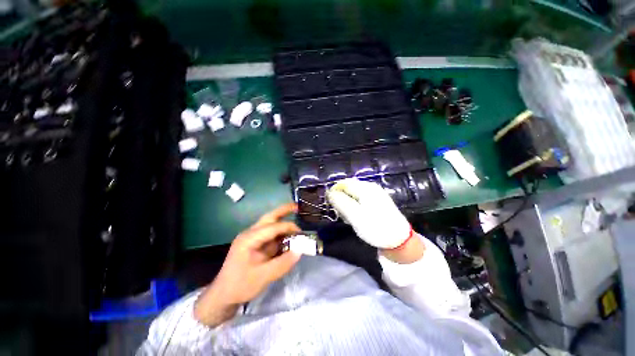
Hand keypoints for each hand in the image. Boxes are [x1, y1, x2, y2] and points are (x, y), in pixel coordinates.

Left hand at [194, 203, 301, 326]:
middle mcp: (250, 234)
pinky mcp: (255, 244)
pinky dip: (281, 234)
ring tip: (296, 220)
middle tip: (297, 206)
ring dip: (283, 222)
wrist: (223, 296)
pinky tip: (289, 237)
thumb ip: (282, 263)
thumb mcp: (262, 277)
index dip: (288, 227)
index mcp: (249, 239)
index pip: (273, 227)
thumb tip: (299, 251)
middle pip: (269, 217)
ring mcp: (252, 238)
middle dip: (284, 210)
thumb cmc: (240, 286)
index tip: (302, 233)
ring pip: (270, 224)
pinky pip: (271, 235)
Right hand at [327, 178, 423, 262]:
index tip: (332, 206)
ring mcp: (375, 193)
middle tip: (341, 214)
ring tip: (349, 218)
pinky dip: (355, 206)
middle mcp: (370, 186)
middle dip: (341, 199)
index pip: (343, 184)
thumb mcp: (355, 216)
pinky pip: (361, 199)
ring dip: (348, 204)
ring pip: (354, 194)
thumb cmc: (375, 227)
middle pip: (348, 188)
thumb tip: (329, 192)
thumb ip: (341, 202)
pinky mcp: (378, 200)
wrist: (400, 240)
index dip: (334, 193)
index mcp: (365, 188)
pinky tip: (357, 216)